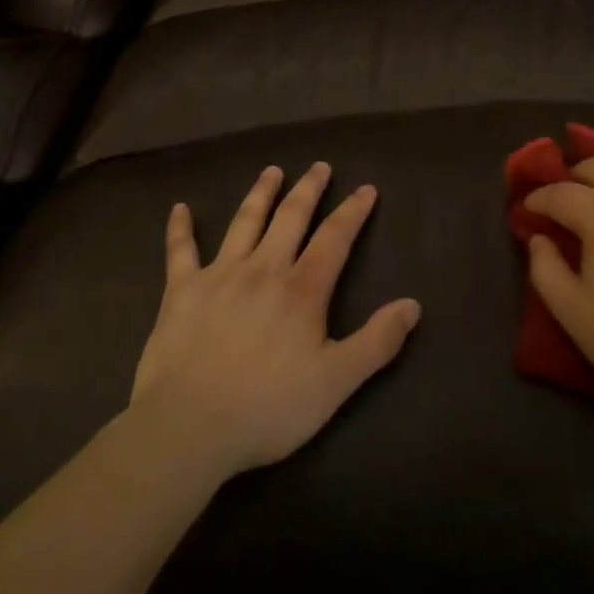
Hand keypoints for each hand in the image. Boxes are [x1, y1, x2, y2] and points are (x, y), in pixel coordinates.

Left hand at [130, 163, 420, 479]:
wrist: (188, 427)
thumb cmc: (268, 407)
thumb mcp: (336, 382)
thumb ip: (377, 342)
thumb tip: (413, 304)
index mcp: (302, 289)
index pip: (335, 238)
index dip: (353, 211)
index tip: (366, 188)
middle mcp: (263, 269)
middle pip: (291, 217)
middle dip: (309, 189)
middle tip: (320, 166)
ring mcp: (219, 275)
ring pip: (244, 222)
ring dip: (260, 193)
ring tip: (272, 171)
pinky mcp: (181, 291)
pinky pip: (180, 251)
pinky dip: (180, 229)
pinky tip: (179, 208)